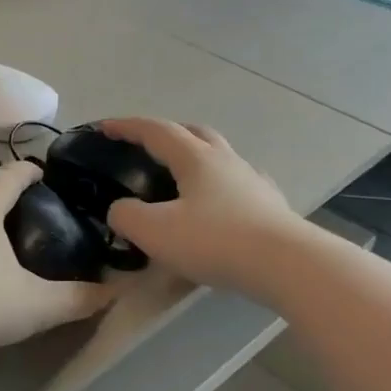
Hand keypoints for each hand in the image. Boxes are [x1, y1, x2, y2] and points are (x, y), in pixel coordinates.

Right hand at [99, 118, 302, 294]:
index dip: (127, 127)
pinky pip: (240, 185)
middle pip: (195, 134)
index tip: (104, 127)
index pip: (156, 131)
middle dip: (168, 134)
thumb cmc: (215, 241)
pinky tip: (221, 205)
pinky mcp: (271, 206)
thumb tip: (120, 210)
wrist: (285, 264)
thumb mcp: (155, 231)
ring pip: (221, 158)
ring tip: (182, 180)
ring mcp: (253, 182)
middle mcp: (226, 161)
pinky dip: (222, 187)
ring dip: (198, 160)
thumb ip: (127, 216)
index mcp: (196, 158)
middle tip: (148, 148)